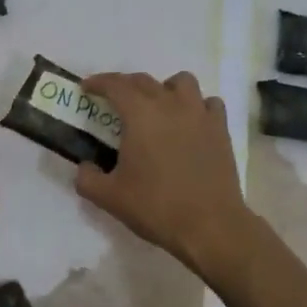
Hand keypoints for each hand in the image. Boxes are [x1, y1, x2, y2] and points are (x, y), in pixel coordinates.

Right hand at [74, 71, 252, 275]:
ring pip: (182, 82)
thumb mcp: (108, 197)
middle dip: (125, 86)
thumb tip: (85, 167)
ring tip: (158, 107)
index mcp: (140, 115)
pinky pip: (208, 103)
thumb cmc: (156, 207)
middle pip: (144, 81)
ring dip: (164, 88)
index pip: (115, 85)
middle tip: (114, 102)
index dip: (98, 82)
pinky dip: (196, 106)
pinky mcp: (220, 129)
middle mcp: (170, 104)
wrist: (210, 225)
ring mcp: (199, 114)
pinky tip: (190, 122)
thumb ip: (87, 178)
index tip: (86, 88)